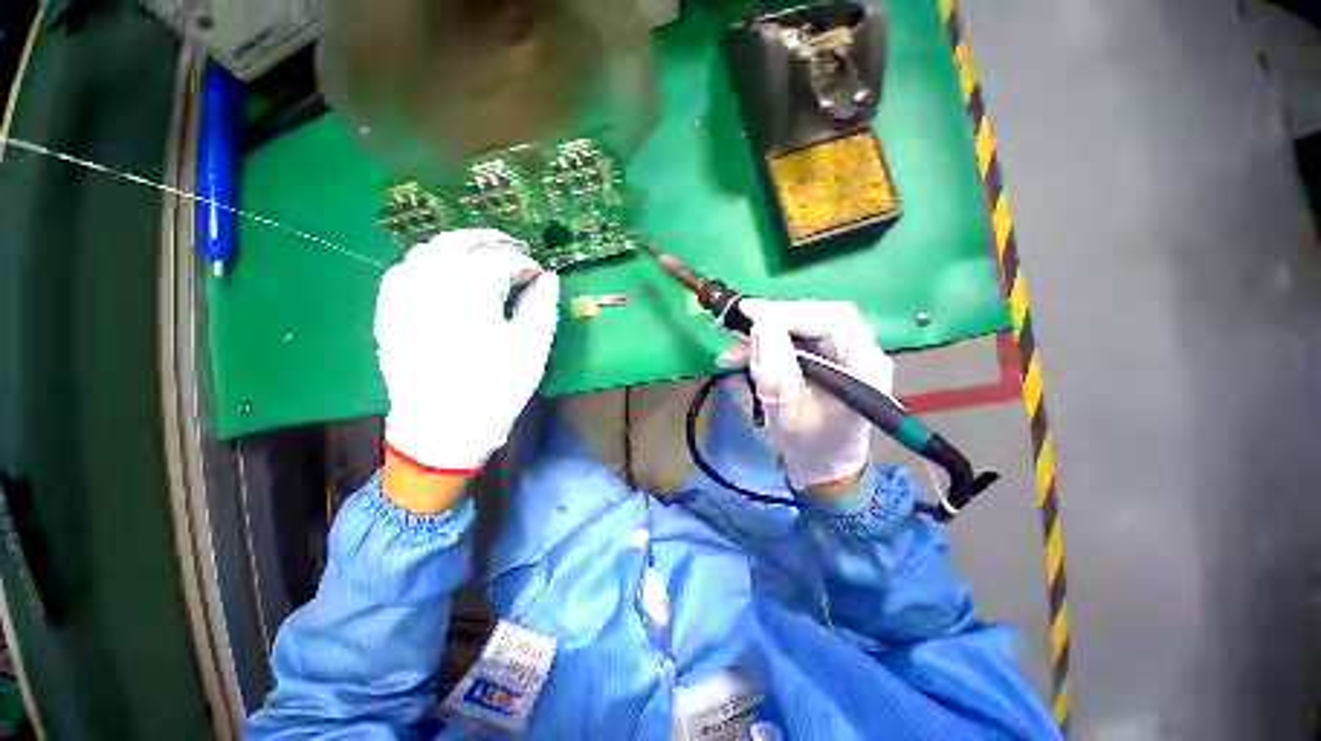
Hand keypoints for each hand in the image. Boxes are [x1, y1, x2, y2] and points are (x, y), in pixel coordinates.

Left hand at [375, 228, 559, 475]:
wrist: (443, 430)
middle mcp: (430, 285)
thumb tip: (548, 277)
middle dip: (490, 240)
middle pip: (458, 243)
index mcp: (469, 293)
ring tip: (482, 256)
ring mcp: (402, 298)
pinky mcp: (388, 315)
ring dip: (458, 247)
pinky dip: (425, 262)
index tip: (540, 275)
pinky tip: (440, 271)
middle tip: (515, 249)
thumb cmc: (495, 389)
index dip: (525, 264)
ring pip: (427, 252)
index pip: (500, 261)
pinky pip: (401, 272)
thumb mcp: (531, 348)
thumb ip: (542, 306)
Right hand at [719, 299, 892, 493]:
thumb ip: (774, 371)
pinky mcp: (829, 355)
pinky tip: (745, 352)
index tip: (749, 313)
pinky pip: (800, 335)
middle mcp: (862, 351)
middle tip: (741, 322)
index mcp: (865, 368)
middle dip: (777, 316)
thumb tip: (761, 324)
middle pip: (821, 314)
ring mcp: (846, 351)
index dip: (789, 312)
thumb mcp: (786, 414)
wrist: (823, 465)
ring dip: (770, 329)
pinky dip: (771, 339)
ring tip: (738, 346)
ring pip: (807, 322)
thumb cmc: (809, 447)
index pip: (833, 320)